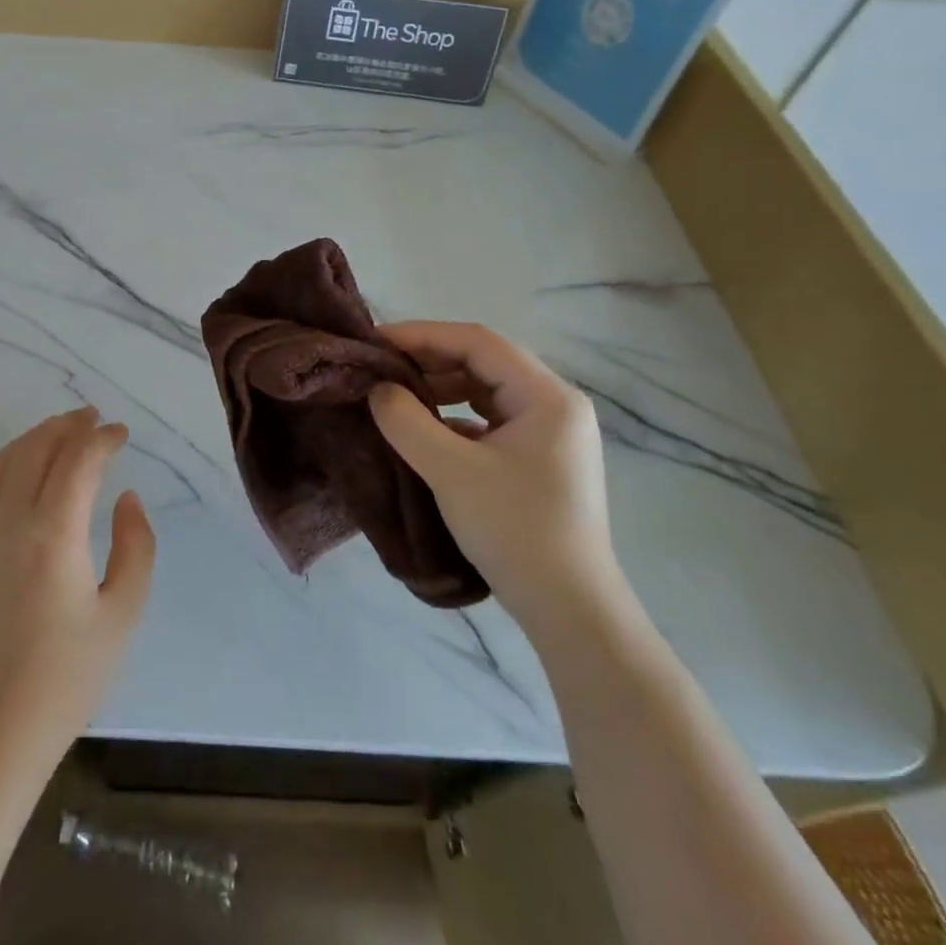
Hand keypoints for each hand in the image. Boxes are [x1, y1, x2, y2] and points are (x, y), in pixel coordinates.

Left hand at [0, 408, 155, 783]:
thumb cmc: (64, 679)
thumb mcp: (121, 615)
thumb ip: (135, 547)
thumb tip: (125, 498)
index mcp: (52, 532)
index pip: (78, 460)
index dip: (101, 438)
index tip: (121, 433)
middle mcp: (9, 520)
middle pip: (37, 449)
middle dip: (68, 426)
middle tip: (93, 419)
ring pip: (5, 461)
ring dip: (35, 438)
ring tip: (60, 430)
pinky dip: (2, 462)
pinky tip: (14, 466)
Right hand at [368, 321, 623, 635]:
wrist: (569, 609)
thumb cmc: (514, 530)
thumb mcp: (450, 471)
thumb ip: (406, 421)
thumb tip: (378, 388)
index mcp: (547, 396)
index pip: (479, 342)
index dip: (423, 335)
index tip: (376, 342)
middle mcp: (555, 405)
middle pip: (484, 363)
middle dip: (429, 361)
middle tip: (380, 369)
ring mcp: (550, 434)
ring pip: (486, 392)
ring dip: (440, 390)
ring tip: (396, 397)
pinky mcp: (539, 460)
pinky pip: (490, 421)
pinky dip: (454, 418)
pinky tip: (424, 433)